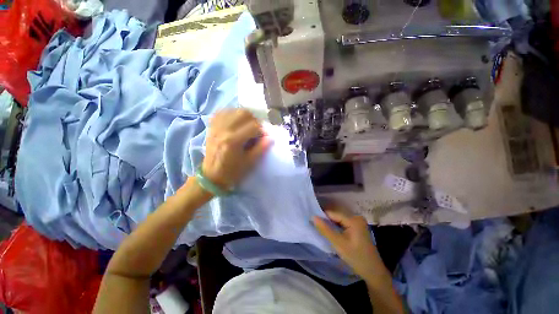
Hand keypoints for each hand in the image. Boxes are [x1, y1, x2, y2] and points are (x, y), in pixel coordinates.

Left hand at [202, 109, 271, 190]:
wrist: (212, 176)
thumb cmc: (232, 172)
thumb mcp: (249, 163)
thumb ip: (261, 148)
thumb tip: (271, 137)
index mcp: (233, 141)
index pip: (253, 126)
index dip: (262, 130)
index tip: (263, 137)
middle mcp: (223, 130)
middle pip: (243, 113)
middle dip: (254, 120)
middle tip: (256, 130)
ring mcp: (216, 127)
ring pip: (234, 110)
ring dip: (244, 116)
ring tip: (247, 126)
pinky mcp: (211, 127)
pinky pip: (222, 112)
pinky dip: (232, 114)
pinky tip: (236, 122)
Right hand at [313, 209, 383, 281]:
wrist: (373, 272)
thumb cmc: (356, 258)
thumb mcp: (338, 244)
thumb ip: (325, 230)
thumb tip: (313, 217)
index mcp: (353, 219)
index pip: (333, 213)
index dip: (322, 217)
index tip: (312, 221)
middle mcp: (356, 217)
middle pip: (336, 216)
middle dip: (326, 221)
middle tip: (317, 227)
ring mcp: (358, 222)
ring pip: (339, 220)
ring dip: (331, 224)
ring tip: (322, 230)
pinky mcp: (357, 227)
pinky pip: (343, 223)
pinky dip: (337, 227)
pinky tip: (332, 233)